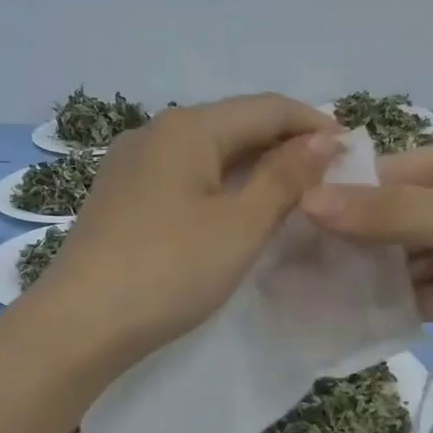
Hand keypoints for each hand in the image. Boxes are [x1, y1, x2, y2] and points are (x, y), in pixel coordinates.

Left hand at [30, 94, 341, 369]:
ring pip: (206, 151)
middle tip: (327, 176)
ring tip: (289, 193)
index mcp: (187, 128)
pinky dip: (217, 185)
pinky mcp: (119, 196)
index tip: (353, 150)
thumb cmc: (169, 271)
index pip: (266, 108)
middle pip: (233, 124)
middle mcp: (154, 132)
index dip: (313, 125)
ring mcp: (130, 164)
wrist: (79, 324)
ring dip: (250, 166)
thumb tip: (324, 140)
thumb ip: (285, 178)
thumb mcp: (239, 226)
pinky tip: (232, 209)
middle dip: (283, 144)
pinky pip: (181, 175)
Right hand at [300, 130, 432, 382]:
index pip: (392, 173)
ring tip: (302, 292)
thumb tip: (308, 201)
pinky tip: (346, 315)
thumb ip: (394, 214)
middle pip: (393, 217)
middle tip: (284, 263)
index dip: (341, 196)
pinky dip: (390, 303)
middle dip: (347, 240)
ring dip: (364, 274)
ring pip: (404, 258)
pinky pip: (423, 293)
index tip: (284, 221)